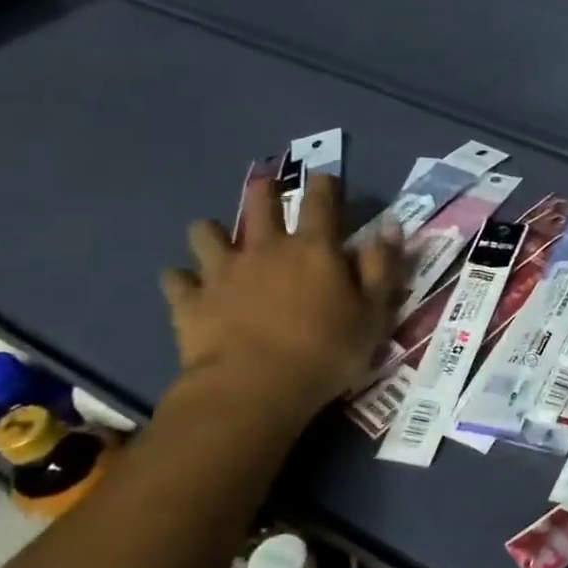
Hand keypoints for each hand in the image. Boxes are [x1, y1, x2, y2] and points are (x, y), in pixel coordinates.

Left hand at [160, 172, 405, 427]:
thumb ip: (381, 267)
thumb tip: (391, 226)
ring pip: (206, 234)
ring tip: (215, 236)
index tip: (326, 178)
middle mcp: (265, 249)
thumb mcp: (373, 313)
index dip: (325, 186)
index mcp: (313, 249)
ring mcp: (222, 273)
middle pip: (259, 204)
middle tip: (266, 185)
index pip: (320, 202)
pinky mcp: (190, 301)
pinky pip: (176, 280)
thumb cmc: (327, 351)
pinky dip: (181, 279)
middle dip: (264, 190)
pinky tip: (186, 285)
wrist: (254, 388)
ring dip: (211, 231)